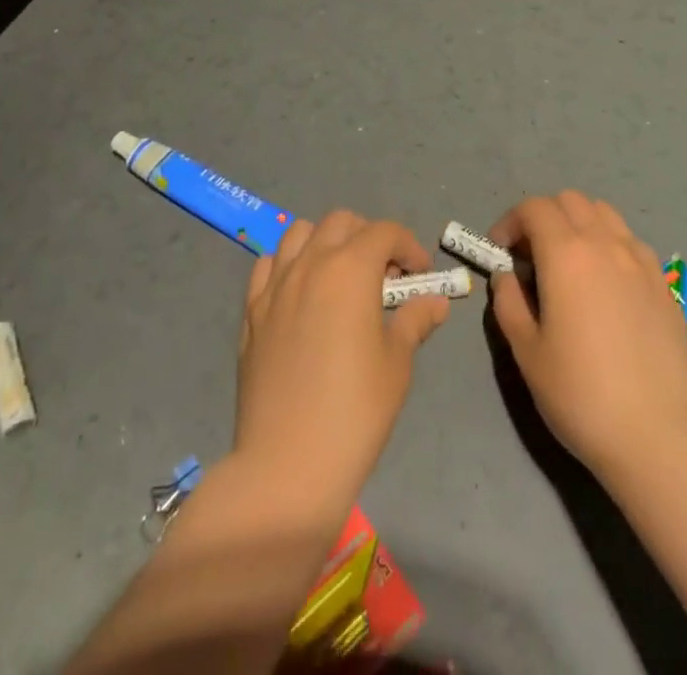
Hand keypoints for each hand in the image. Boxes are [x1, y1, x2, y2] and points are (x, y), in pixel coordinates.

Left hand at [234, 211, 449, 516]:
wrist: (287, 465)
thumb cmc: (354, 412)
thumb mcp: (397, 365)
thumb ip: (415, 321)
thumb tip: (435, 302)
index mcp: (351, 269)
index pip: (385, 232)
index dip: (409, 246)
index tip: (420, 274)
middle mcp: (310, 263)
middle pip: (342, 222)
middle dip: (369, 237)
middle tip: (384, 275)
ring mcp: (275, 285)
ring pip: (300, 233)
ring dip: (325, 241)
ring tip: (340, 276)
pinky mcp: (251, 311)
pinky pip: (268, 265)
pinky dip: (288, 264)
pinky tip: (300, 293)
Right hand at [488, 191, 686, 482]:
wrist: (659, 436)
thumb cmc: (582, 395)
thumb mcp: (527, 353)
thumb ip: (509, 303)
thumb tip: (507, 276)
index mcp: (566, 255)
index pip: (534, 208)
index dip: (511, 222)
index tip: (500, 252)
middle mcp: (605, 244)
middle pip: (570, 201)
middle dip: (543, 217)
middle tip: (530, 256)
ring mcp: (640, 260)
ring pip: (603, 213)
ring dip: (578, 223)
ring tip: (568, 263)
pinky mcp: (663, 282)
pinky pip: (630, 241)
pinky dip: (609, 243)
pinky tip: (605, 283)